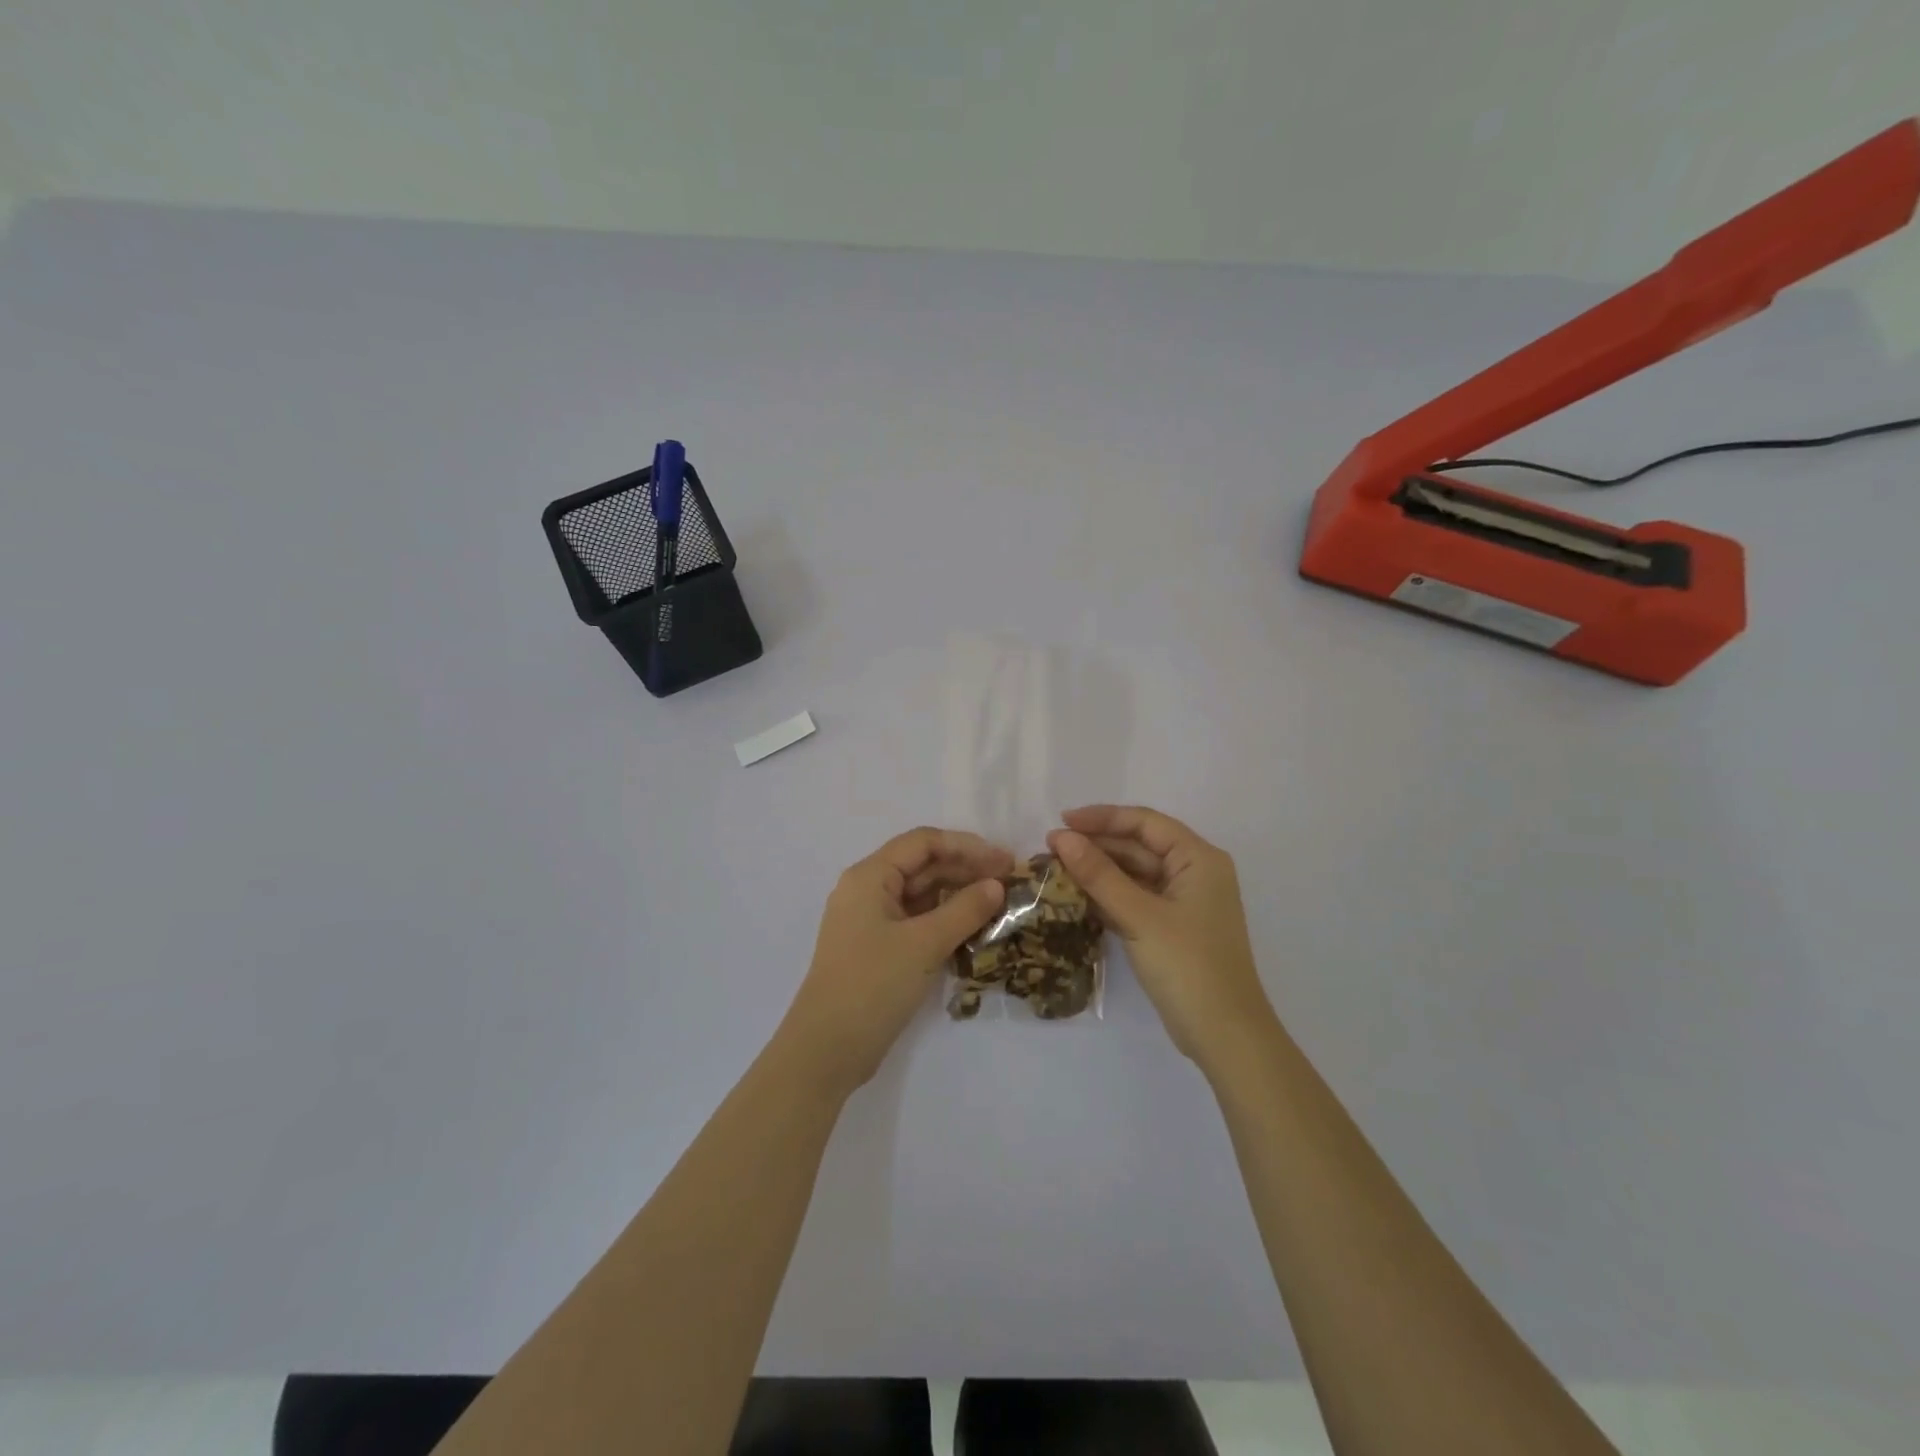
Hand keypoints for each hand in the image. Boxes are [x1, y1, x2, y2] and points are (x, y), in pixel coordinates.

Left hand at [778, 827, 1011, 1097]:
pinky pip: (916, 921)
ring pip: (921, 895)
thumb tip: (997, 885)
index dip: (967, 846)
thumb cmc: (873, 985)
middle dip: (966, 870)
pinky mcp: (877, 948)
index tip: (1005, 861)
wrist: (826, 1050)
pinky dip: (944, 920)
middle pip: (923, 866)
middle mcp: (867, 890)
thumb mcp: (924, 944)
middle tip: (1010, 883)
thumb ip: (964, 910)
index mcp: (869, 876)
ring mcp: (871, 921)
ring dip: (958, 896)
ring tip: (998, 905)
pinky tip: (974, 929)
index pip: (923, 842)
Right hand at [1048, 806, 1274, 1066]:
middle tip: (1050, 849)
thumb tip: (1062, 838)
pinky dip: (1108, 896)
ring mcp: (1183, 902)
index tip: (1061, 821)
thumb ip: (1099, 875)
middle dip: (1096, 845)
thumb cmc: (1188, 966)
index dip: (1102, 818)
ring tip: (1055, 870)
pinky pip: (1135, 899)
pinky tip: (1075, 897)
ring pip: (1134, 874)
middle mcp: (1194, 872)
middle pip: (1139, 846)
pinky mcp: (1172, 928)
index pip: (1145, 823)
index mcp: (1198, 859)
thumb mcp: (1139, 916)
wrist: (1225, 1036)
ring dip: (1098, 871)